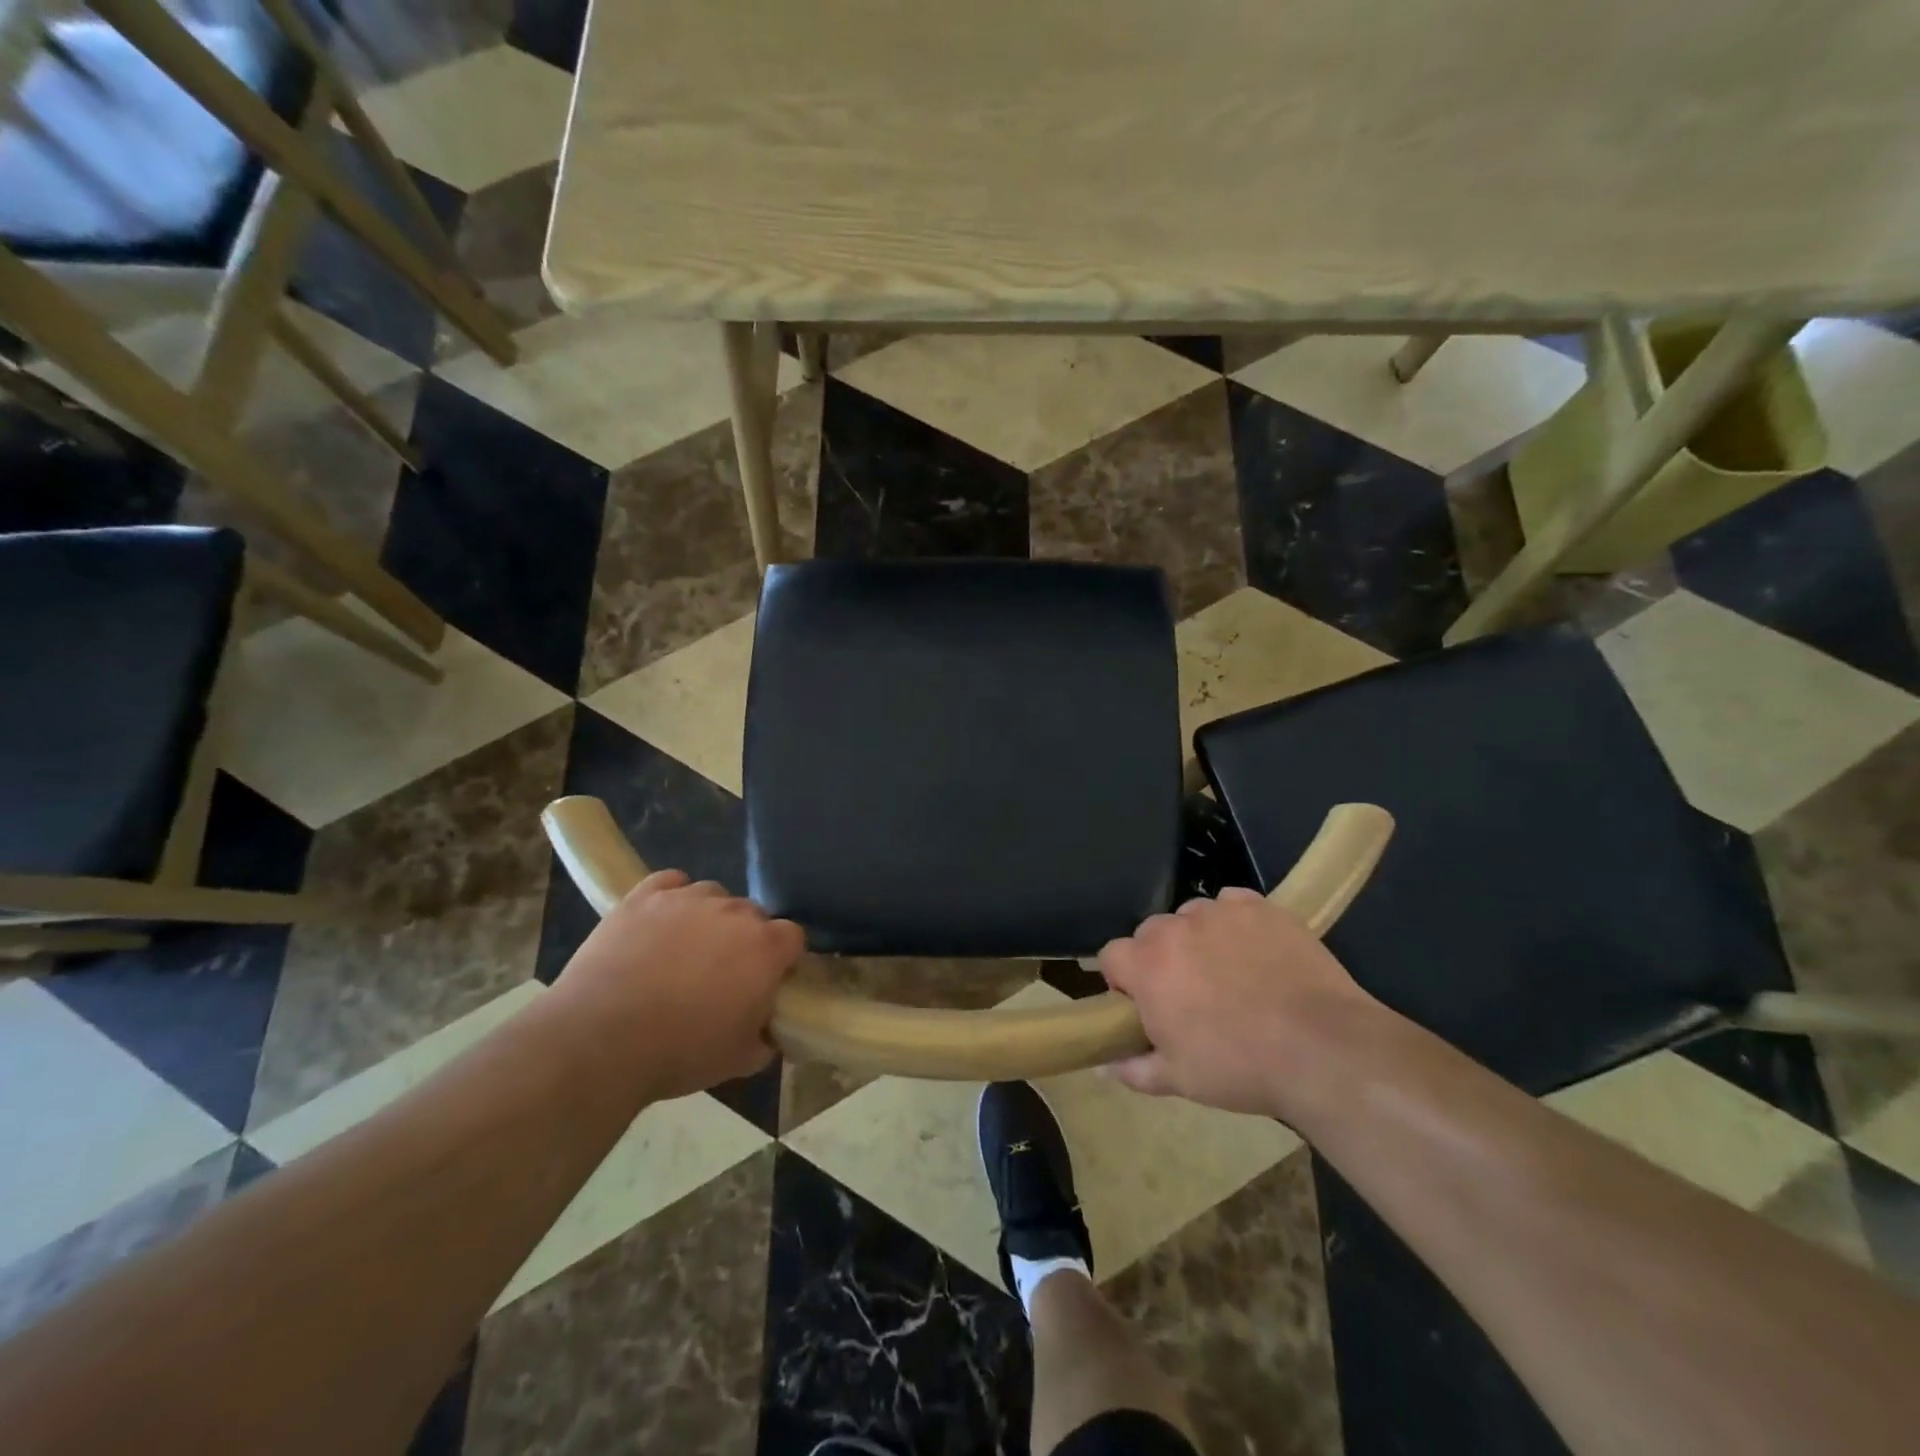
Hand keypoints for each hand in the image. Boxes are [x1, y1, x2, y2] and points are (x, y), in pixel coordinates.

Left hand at [551, 870, 804, 1100]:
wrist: (600, 1041)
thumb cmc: (680, 1052)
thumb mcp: (739, 1060)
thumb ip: (765, 1038)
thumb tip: (769, 1032)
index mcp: (766, 948)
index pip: (793, 937)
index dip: (782, 959)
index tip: (767, 982)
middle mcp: (734, 911)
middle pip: (752, 914)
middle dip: (744, 939)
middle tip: (722, 974)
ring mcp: (687, 898)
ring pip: (713, 895)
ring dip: (709, 917)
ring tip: (684, 950)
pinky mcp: (644, 895)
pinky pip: (671, 882)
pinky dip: (671, 898)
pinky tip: (660, 923)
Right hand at [1097, 887, 1383, 1117]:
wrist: (1322, 1048)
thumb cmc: (1240, 1067)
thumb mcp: (1180, 1080)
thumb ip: (1135, 1069)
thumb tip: (1107, 1065)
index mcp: (1147, 966)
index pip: (1111, 955)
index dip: (1123, 980)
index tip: (1144, 1005)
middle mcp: (1175, 928)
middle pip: (1151, 933)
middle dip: (1160, 958)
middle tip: (1189, 993)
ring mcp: (1219, 912)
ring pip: (1192, 916)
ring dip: (1198, 938)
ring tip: (1229, 972)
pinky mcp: (1259, 907)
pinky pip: (1232, 904)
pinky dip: (1235, 923)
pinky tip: (1255, 951)